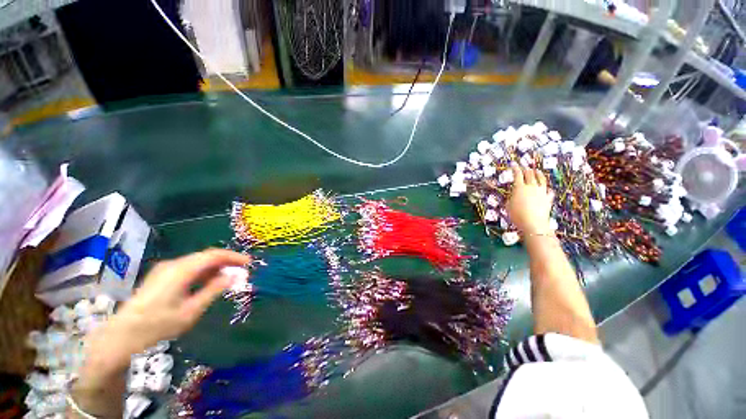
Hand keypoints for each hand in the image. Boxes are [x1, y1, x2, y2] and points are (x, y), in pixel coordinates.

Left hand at [83, 249, 250, 375]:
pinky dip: (204, 271)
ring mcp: (166, 269)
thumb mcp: (191, 311)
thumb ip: (214, 290)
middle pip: (206, 256)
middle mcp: (174, 264)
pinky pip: (189, 267)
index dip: (233, 257)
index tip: (249, 263)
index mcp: (181, 270)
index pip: (214, 255)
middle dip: (226, 261)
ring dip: (215, 266)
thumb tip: (234, 276)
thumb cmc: (158, 325)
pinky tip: (209, 281)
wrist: (122, 335)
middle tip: (242, 270)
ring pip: (198, 261)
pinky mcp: (161, 275)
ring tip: (229, 276)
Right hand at [507, 163, 554, 234]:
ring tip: (536, 171)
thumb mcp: (508, 205)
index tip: (513, 164)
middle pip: (530, 174)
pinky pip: (549, 191)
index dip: (515, 168)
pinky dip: (546, 188)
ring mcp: (541, 192)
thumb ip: (510, 198)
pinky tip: (546, 189)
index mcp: (519, 188)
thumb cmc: (517, 215)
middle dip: (526, 169)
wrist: (533, 223)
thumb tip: (513, 196)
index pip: (517, 174)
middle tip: (523, 167)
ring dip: (538, 174)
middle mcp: (531, 187)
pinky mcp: (548, 198)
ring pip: (541, 179)